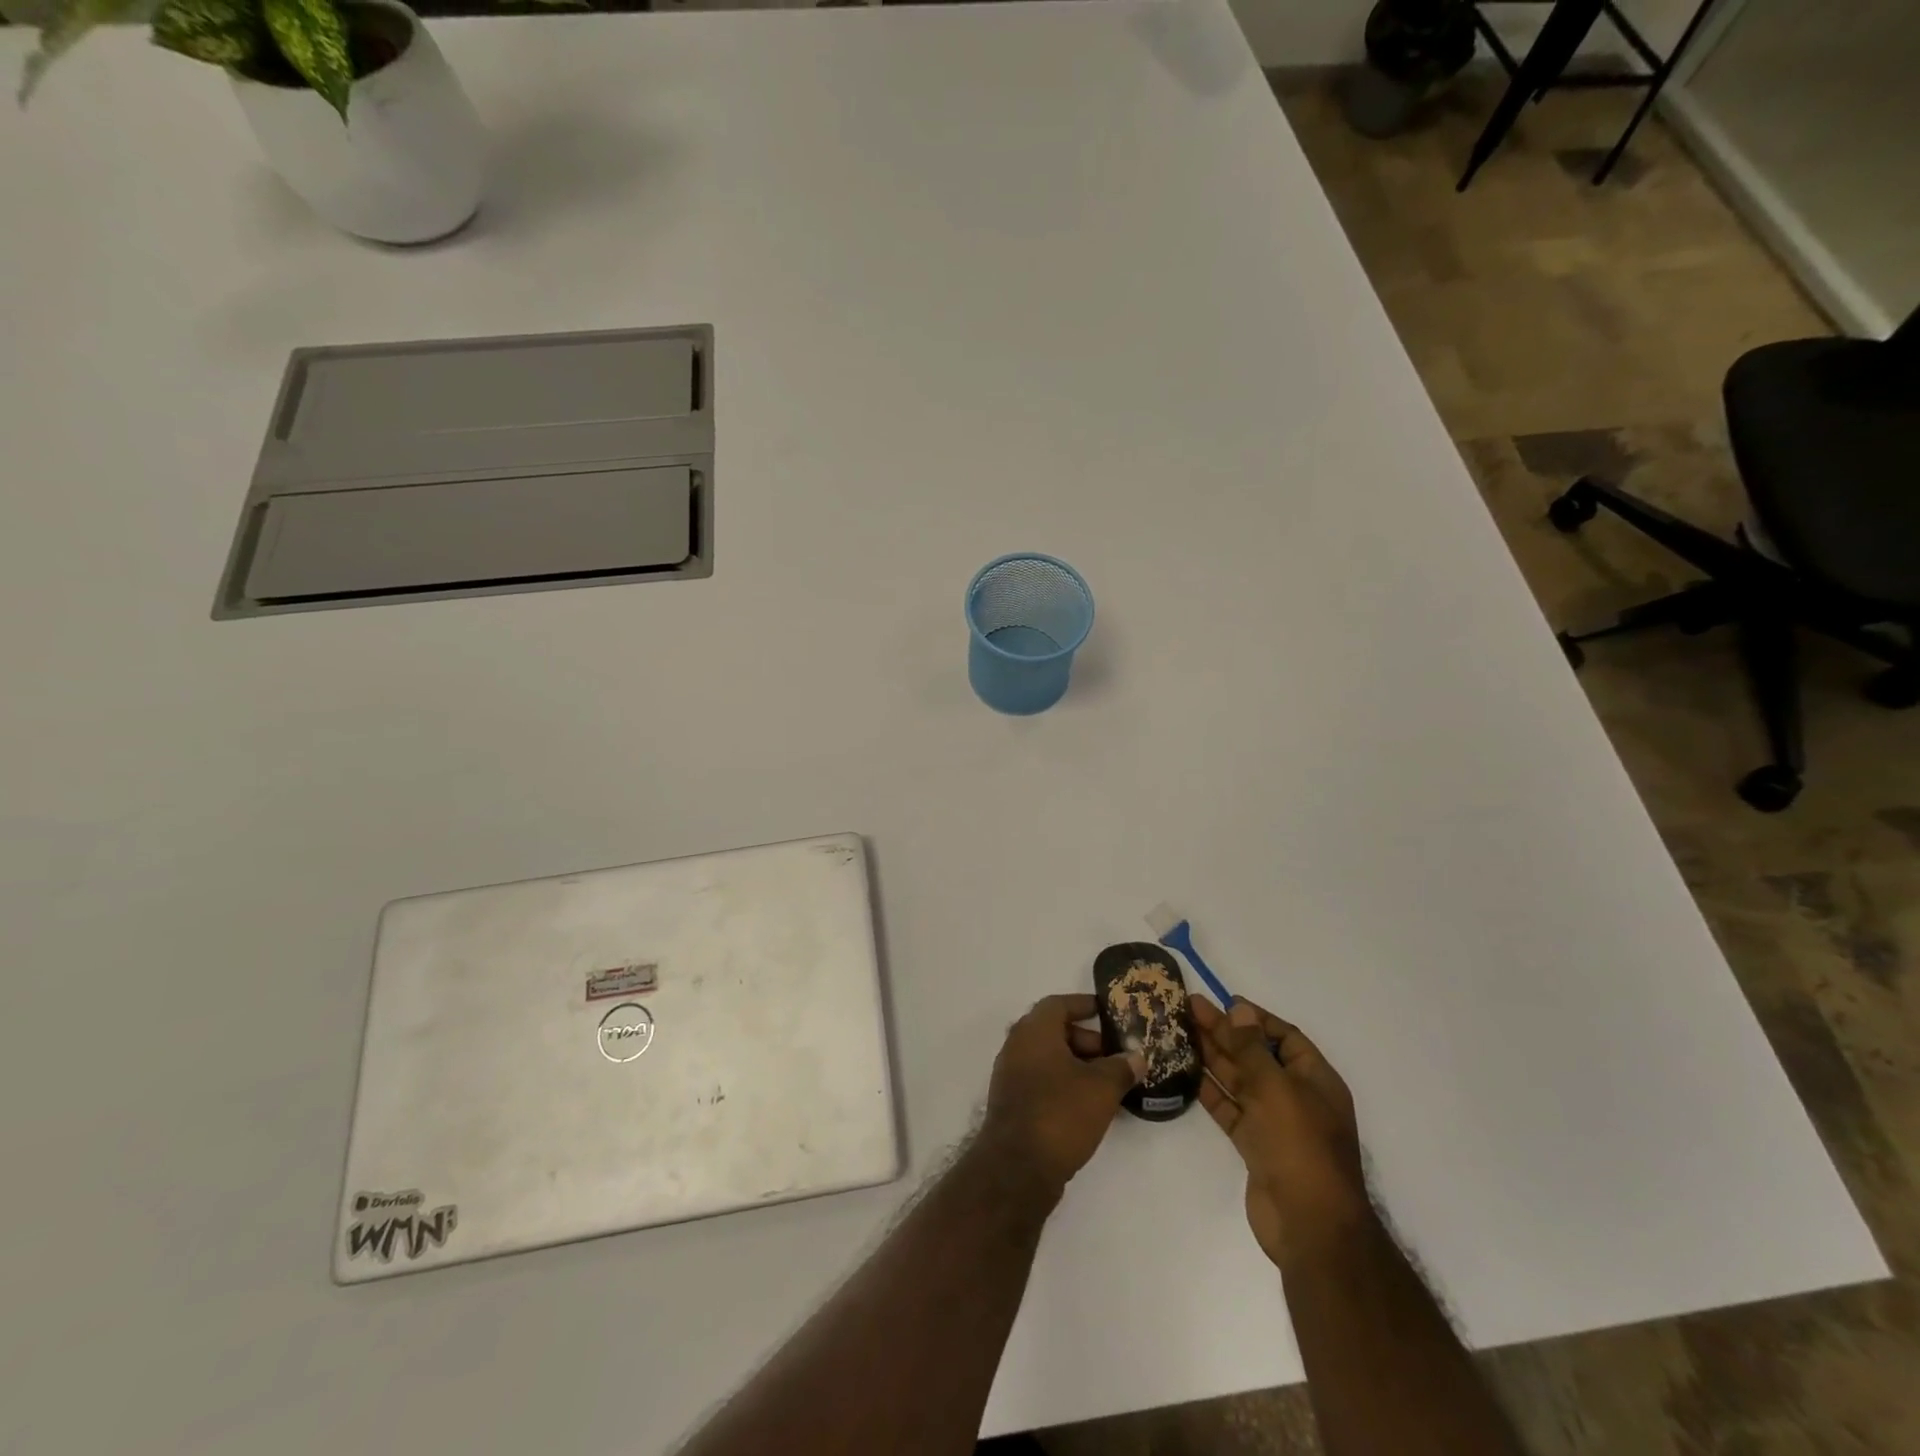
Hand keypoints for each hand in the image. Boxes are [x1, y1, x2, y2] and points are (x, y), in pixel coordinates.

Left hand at [983, 994, 1145, 1194]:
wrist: (1017, 1168)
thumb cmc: (1060, 1113)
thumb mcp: (1101, 1088)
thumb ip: (1121, 1067)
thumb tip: (1136, 1057)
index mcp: (1034, 1030)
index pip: (1059, 1004)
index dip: (1085, 1005)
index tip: (1108, 1012)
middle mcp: (1017, 1045)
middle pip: (1055, 1031)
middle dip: (1088, 1041)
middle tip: (1117, 1057)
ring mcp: (1011, 1075)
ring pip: (1050, 1058)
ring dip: (1079, 1066)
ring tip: (1110, 1084)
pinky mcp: (1013, 1103)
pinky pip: (1043, 1081)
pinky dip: (1065, 1084)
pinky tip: (1090, 1106)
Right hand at [1192, 996, 1368, 1265]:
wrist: (1310, 1227)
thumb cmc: (1300, 1147)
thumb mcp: (1277, 1089)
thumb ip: (1252, 1049)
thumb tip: (1240, 1009)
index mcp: (1316, 1080)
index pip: (1285, 1037)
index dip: (1255, 1018)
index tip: (1223, 1002)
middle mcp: (1297, 1097)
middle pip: (1256, 1056)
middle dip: (1225, 1033)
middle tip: (1189, 1009)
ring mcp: (1275, 1123)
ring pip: (1240, 1081)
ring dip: (1213, 1057)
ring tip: (1181, 1032)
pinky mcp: (1255, 1146)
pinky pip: (1230, 1109)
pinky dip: (1210, 1090)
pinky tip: (1186, 1072)